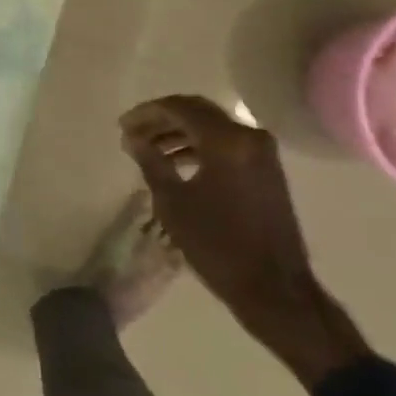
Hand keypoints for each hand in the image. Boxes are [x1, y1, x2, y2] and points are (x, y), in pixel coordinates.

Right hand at [120, 95, 366, 388]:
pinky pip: (227, 144)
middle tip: (133, 132)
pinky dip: (200, 146)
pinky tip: (177, 163)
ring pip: (213, 127)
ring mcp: (262, 152)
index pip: (179, 108)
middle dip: (162, 119)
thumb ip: (151, 162)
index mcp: (227, 141)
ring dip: (179, 133)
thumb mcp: (173, 202)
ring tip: (149, 149)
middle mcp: (249, 136)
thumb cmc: (217, 244)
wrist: (273, 287)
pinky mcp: (266, 169)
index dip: (147, 113)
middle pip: (198, 112)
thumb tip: (133, 138)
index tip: (122, 126)